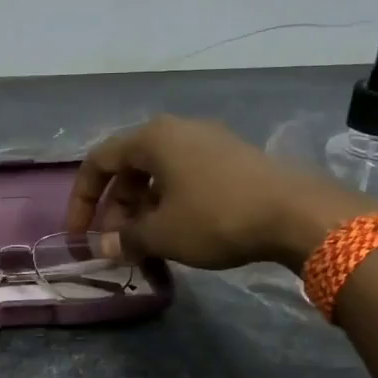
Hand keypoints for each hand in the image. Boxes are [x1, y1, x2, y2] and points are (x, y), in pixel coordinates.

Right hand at [66, 116, 377, 269]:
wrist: (297, 213)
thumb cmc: (216, 217)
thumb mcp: (163, 234)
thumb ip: (125, 239)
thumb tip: (103, 247)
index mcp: (152, 138)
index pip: (98, 161)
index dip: (82, 199)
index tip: (80, 234)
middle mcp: (177, 130)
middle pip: (129, 167)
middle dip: (115, 208)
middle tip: (115, 244)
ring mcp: (208, 141)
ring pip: (158, 174)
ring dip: (142, 208)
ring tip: (144, 243)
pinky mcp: (232, 158)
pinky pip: (185, 177)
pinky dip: (169, 203)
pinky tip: (177, 232)